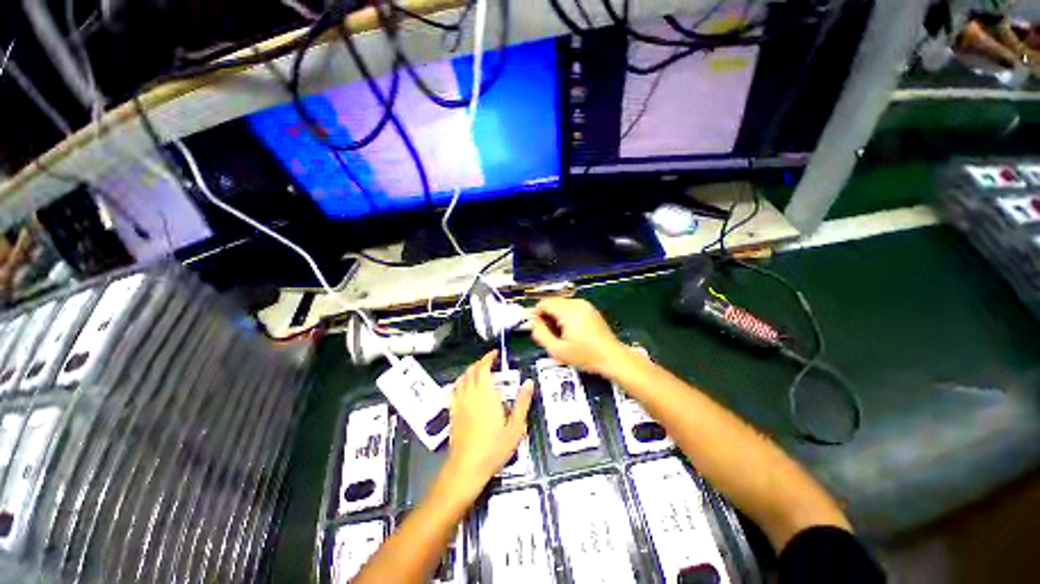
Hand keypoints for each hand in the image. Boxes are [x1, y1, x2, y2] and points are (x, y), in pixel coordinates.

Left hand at [442, 351, 533, 497]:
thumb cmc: (494, 448)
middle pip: (472, 371)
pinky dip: (461, 382)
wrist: (467, 468)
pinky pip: (454, 390)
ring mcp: (459, 403)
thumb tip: (529, 382)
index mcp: (486, 394)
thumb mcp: (516, 427)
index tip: (495, 354)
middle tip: (491, 362)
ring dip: (471, 370)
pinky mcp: (453, 412)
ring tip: (480, 371)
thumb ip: (522, 402)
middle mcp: (470, 395)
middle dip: (481, 362)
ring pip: (462, 378)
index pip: (483, 368)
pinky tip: (466, 387)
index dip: (488, 358)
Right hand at [530, 298, 628, 376]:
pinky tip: (571, 332)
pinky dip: (566, 316)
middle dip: (547, 316)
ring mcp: (585, 305)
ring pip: (561, 305)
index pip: (543, 303)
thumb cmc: (585, 355)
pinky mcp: (590, 309)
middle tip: (551, 334)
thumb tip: (534, 323)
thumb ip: (540, 334)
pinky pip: (571, 308)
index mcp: (568, 311)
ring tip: (562, 335)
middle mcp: (577, 303)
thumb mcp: (557, 350)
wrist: (612, 357)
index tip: (540, 329)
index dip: (537, 315)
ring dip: (556, 316)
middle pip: (552, 303)